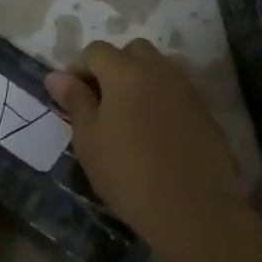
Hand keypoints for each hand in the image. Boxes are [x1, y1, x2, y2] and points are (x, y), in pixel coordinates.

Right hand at [46, 39, 239, 261]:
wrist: (194, 211)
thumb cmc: (128, 172)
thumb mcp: (89, 139)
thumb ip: (74, 100)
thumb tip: (56, 76)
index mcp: (125, 71)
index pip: (95, 51)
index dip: (78, 68)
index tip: (71, 96)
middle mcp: (158, 70)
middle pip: (132, 51)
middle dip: (114, 66)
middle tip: (102, 101)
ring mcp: (186, 89)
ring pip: (158, 69)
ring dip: (141, 81)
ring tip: (129, 116)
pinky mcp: (205, 112)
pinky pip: (177, 93)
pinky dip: (162, 101)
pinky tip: (156, 133)